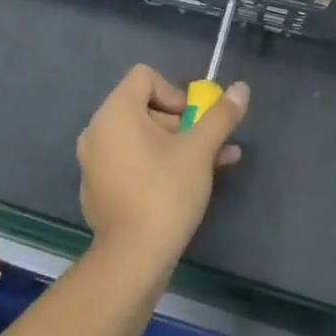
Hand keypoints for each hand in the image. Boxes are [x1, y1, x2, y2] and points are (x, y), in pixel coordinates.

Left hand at [76, 65, 247, 271]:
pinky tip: (182, 187)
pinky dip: (154, 165)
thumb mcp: (200, 150)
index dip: (175, 92)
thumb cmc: (166, 192)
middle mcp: (97, 130)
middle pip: (143, 107)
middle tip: (206, 147)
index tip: (194, 120)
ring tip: (210, 166)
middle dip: (180, 123)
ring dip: (174, 145)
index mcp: (116, 112)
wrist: (133, 258)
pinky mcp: (97, 188)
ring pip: (139, 138)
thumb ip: (220, 116)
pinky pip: (128, 162)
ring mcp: (93, 161)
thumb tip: (241, 89)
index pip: (144, 77)